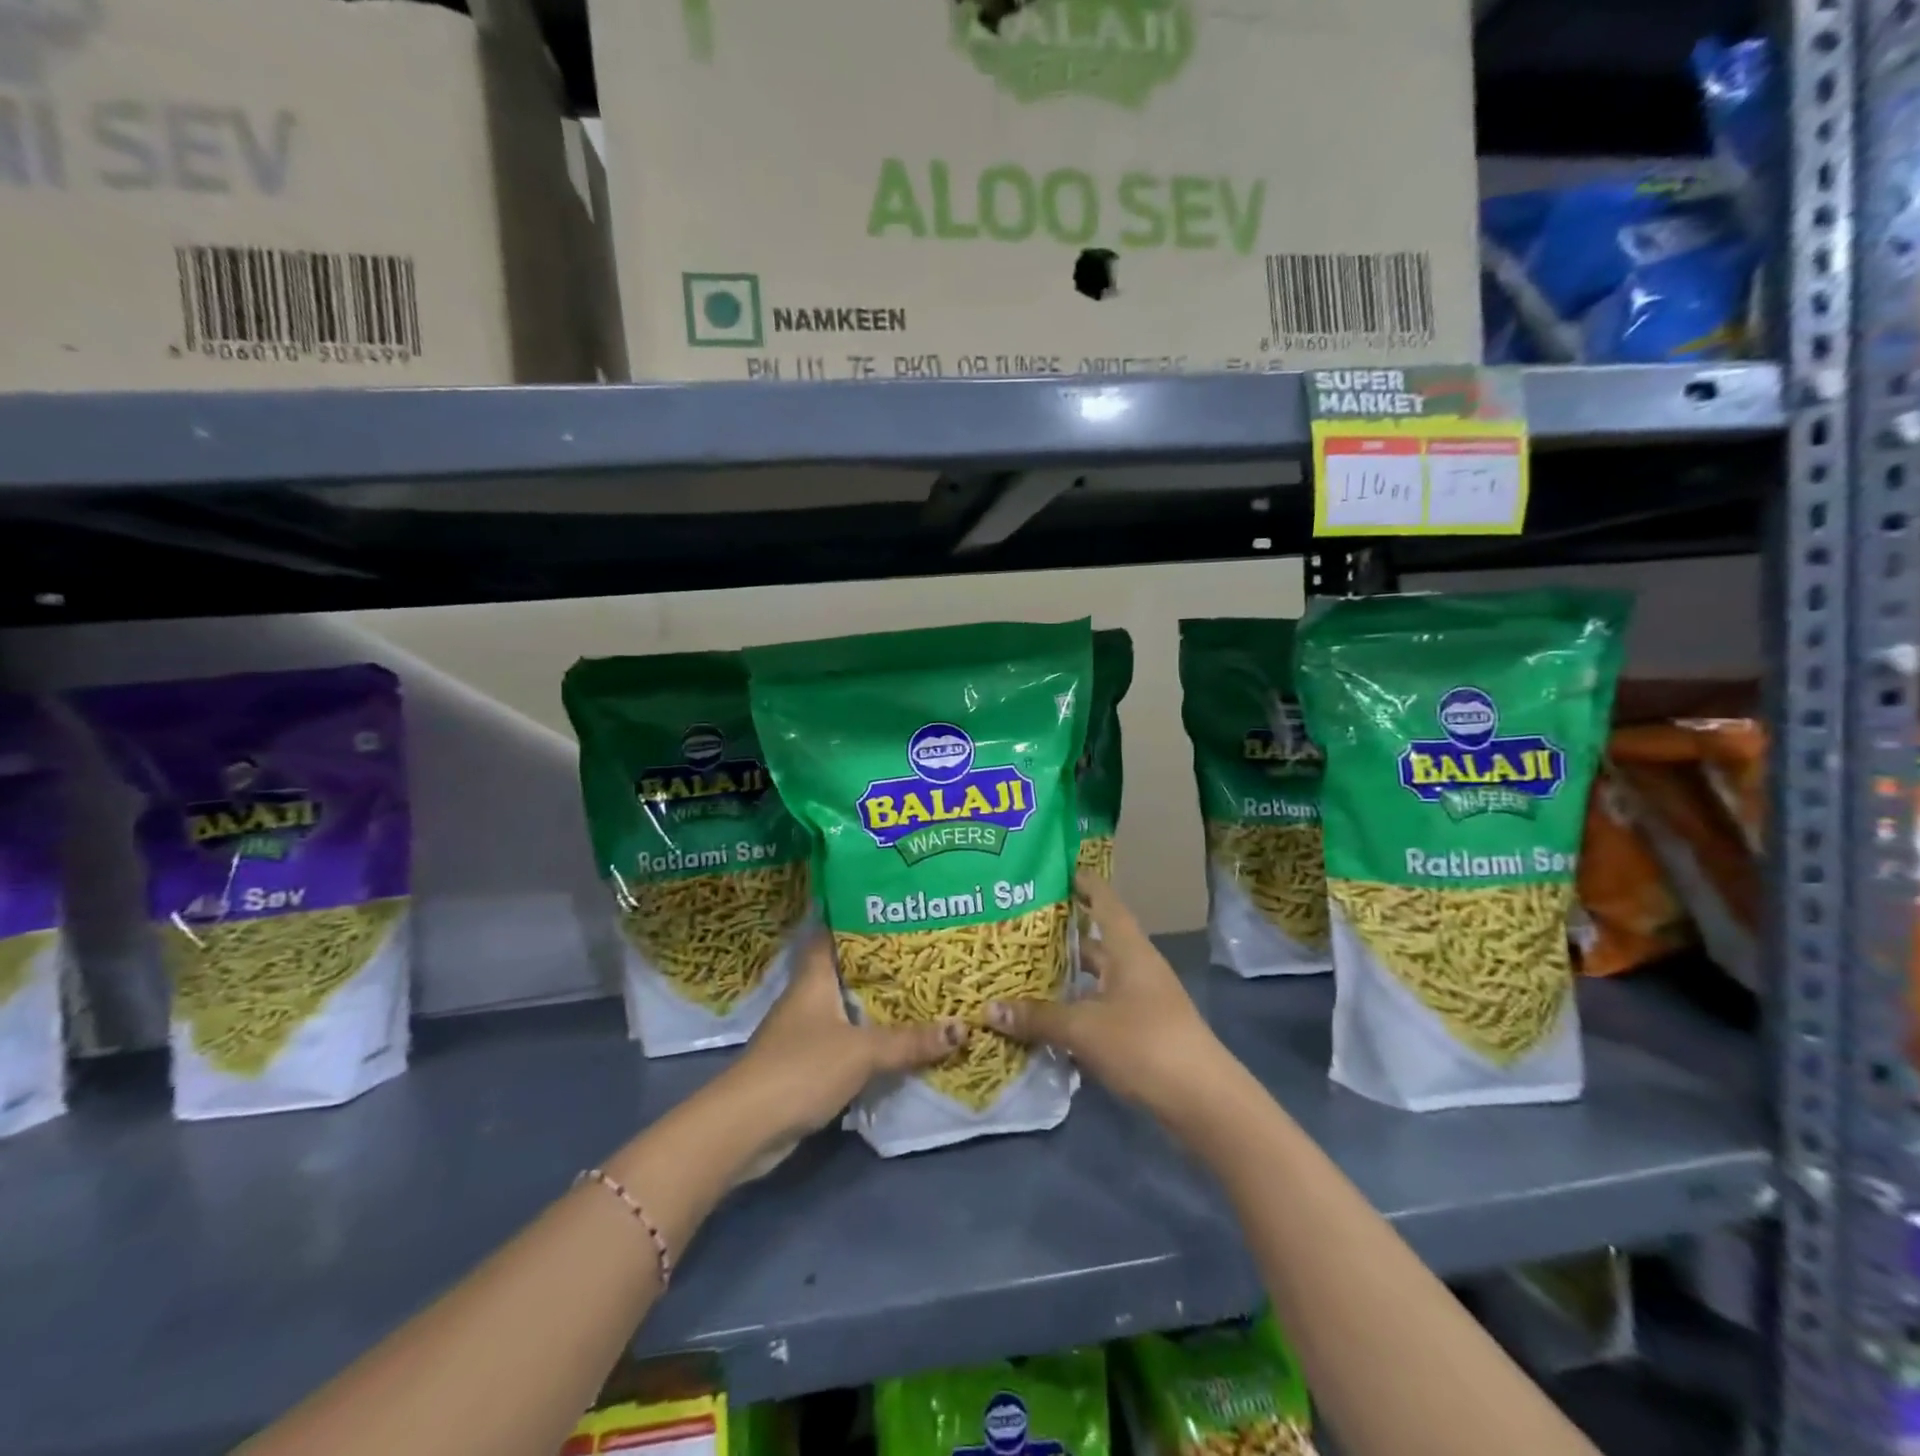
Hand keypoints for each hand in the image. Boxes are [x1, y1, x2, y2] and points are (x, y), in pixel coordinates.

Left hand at [717, 930, 964, 1170]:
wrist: (745, 1128)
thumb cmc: (801, 1069)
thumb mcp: (862, 1052)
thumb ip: (909, 1041)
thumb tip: (961, 1027)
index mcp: (813, 979)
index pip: (831, 934)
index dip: (855, 918)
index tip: (890, 908)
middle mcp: (806, 999)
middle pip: (844, 971)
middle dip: (879, 964)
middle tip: (921, 952)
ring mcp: (802, 1033)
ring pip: (845, 1008)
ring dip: (874, 1004)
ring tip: (918, 991)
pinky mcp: (804, 1065)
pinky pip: (843, 1041)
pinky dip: (866, 1038)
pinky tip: (894, 1040)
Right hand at [988, 871, 1230, 1119]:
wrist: (1203, 1101)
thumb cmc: (1144, 1044)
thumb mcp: (1084, 1029)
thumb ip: (1037, 1017)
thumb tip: (988, 1008)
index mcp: (1128, 949)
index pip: (1104, 900)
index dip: (1082, 882)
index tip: (1053, 868)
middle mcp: (1136, 966)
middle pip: (1096, 939)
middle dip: (1061, 933)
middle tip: (1019, 925)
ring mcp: (1142, 998)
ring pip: (1097, 976)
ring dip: (1067, 974)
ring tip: (1024, 969)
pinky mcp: (1142, 1028)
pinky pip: (1101, 1005)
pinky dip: (1076, 1006)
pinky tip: (1047, 1016)